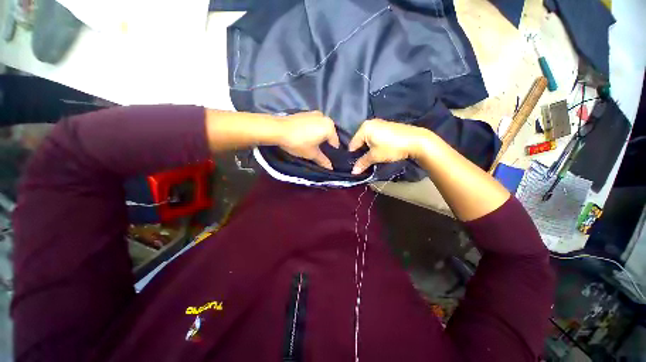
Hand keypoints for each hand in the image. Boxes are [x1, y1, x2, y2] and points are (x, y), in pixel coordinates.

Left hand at [276, 111, 339, 169]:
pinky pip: (314, 124)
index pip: (335, 143)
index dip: (331, 153)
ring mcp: (315, 113)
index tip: (325, 158)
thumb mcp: (312, 154)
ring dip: (318, 137)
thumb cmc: (298, 142)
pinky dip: (313, 130)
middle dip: (325, 144)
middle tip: (317, 152)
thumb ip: (323, 160)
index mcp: (330, 127)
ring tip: (310, 145)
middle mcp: (325, 117)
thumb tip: (330, 168)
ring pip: (321, 129)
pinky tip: (305, 137)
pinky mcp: (306, 113)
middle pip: (329, 135)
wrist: (278, 129)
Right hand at [348, 119, 431, 173]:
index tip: (355, 165)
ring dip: (368, 149)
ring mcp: (378, 123)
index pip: (353, 144)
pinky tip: (379, 151)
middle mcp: (369, 123)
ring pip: (367, 139)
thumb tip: (353, 172)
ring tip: (371, 158)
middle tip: (363, 162)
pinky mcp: (386, 126)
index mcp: (364, 128)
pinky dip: (374, 144)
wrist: (416, 140)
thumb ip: (362, 163)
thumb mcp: (375, 156)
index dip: (353, 156)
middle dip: (361, 152)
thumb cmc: (392, 147)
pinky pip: (374, 136)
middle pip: (359, 141)